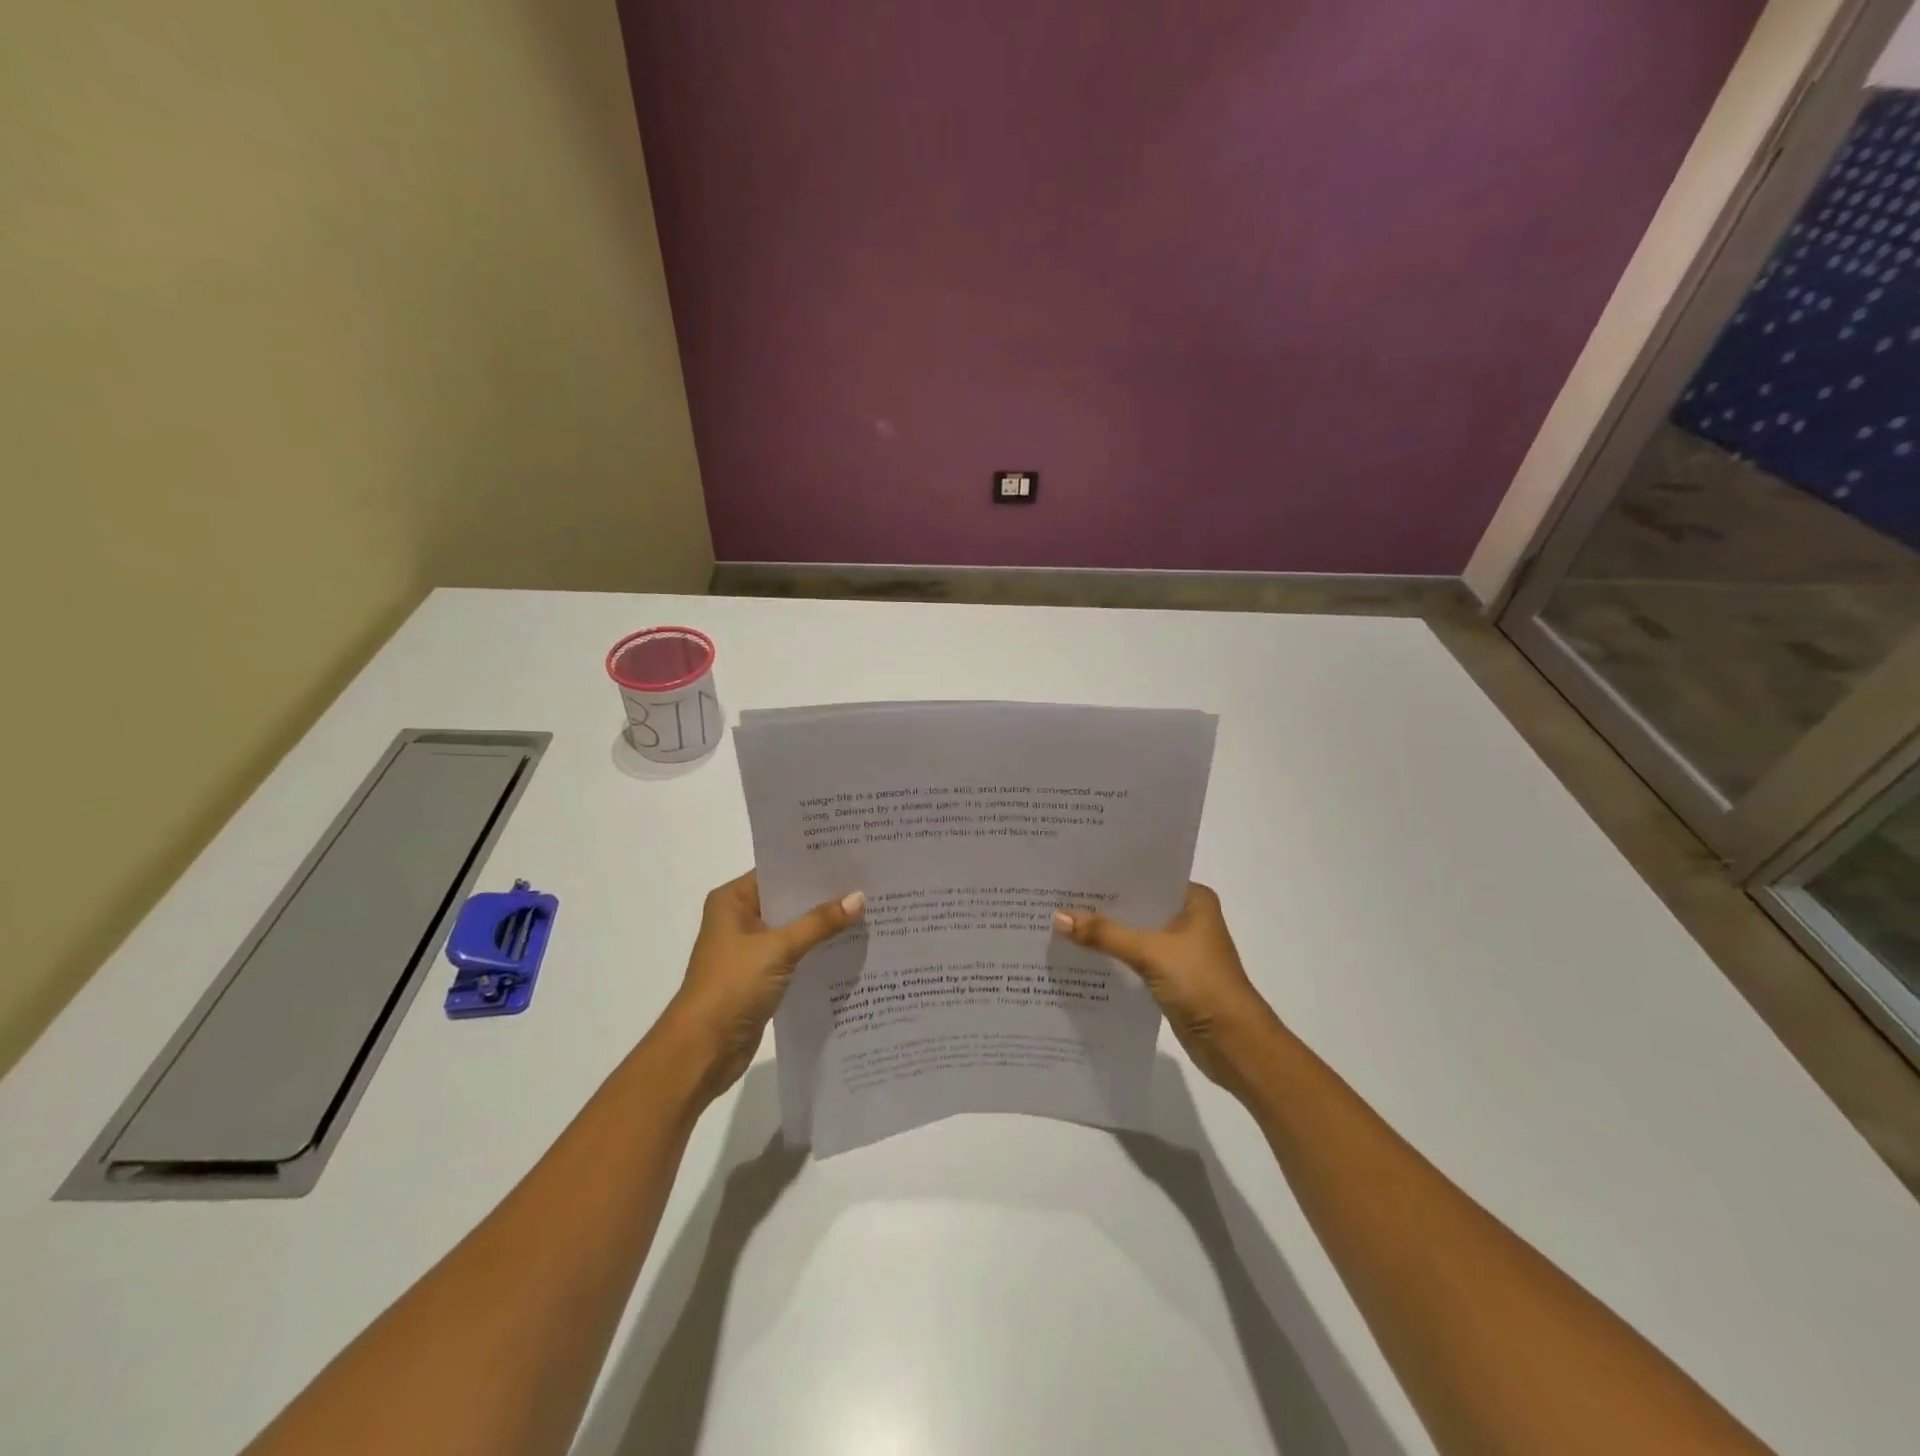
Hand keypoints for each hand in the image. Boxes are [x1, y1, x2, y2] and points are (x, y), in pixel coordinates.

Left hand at [664, 871, 863, 1099]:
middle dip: (823, 895)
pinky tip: (849, 945)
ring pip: (793, 927)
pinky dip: (817, 949)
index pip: (778, 871)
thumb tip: (859, 898)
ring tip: (867, 910)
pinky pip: (795, 953)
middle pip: (788, 899)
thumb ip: (819, 923)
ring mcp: (750, 948)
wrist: (704, 1049)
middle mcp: (739, 918)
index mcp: (732, 900)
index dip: (812, 866)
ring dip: (823, 924)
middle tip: (867, 883)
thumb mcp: (779, 949)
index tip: (850, 857)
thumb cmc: (732, 986)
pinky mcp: (761, 975)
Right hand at [1054, 882, 1281, 1095]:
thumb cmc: (1201, 984)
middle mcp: (1186, 917)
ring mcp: (1178, 947)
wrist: (1234, 1044)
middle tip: (1057, 893)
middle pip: (1137, 904)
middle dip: (1102, 903)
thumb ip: (1104, 934)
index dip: (1111, 874)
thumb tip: (1057, 917)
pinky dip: (1111, 954)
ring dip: (1104, 931)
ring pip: (1133, 931)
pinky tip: (1079, 951)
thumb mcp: (1150, 953)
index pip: (1146, 876)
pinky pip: (1132, 956)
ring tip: (1060, 919)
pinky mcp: (1168, 974)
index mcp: (1193, 899)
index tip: (1073, 868)